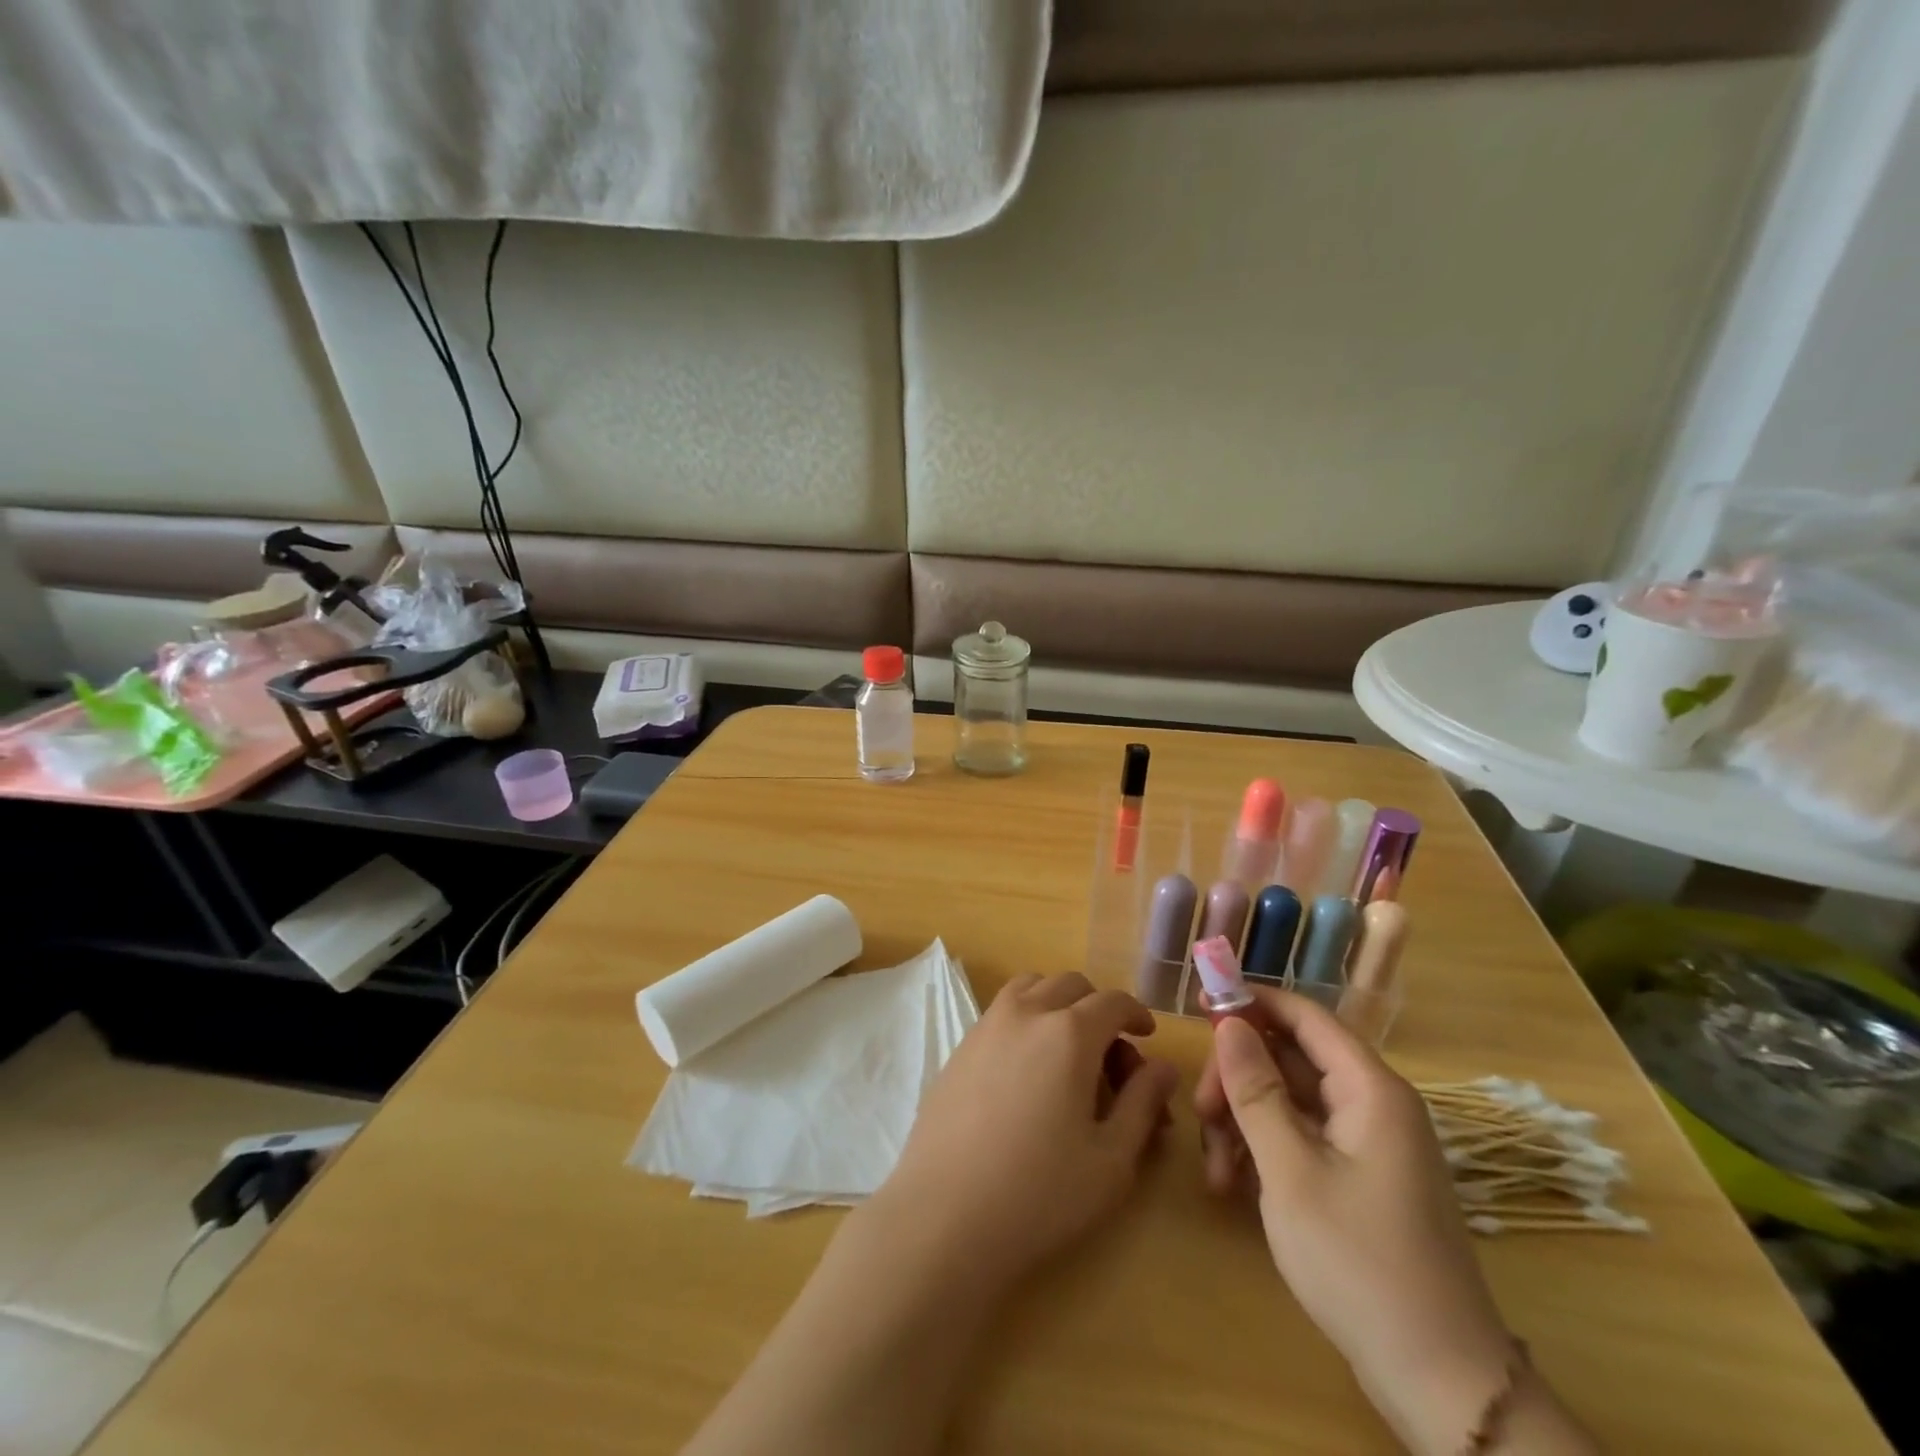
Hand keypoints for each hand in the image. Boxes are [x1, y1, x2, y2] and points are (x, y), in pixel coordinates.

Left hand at [873, 972, 1178, 1292]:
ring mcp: (986, 1026)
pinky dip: (1025, 1019)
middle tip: (1110, 1058)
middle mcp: (1026, 1013)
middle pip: (1070, 985)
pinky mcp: (959, 1047)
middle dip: (1098, 1009)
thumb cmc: (1040, 1193)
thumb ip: (1142, 1104)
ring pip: (1030, 988)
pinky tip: (1027, 1071)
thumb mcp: (1111, 1159)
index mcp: (1069, 1033)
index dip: (1136, 1014)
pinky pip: (1001, 1012)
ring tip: (1068, 1052)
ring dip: (1057, 1004)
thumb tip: (1162, 1068)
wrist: (945, 1214)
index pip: (1112, 1002)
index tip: (1147, 1037)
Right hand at [1195, 989, 1515, 1454]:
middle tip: (1200, 1114)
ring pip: (1287, 1101)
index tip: (1199, 1003)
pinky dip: (1263, 1152)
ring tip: (1213, 1169)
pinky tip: (1231, 1186)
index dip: (1252, 1001)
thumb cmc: (1360, 1263)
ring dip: (1243, 1122)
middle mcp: (1372, 1105)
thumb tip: (1230, 1023)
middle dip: (1238, 1079)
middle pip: (1289, 1059)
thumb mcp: (1291, 1172)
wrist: (1440, 1383)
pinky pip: (1300, 1139)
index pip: (1305, 1016)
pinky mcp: (1358, 1178)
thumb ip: (1256, 1091)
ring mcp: (1366, 1144)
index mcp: (1370, 1090)